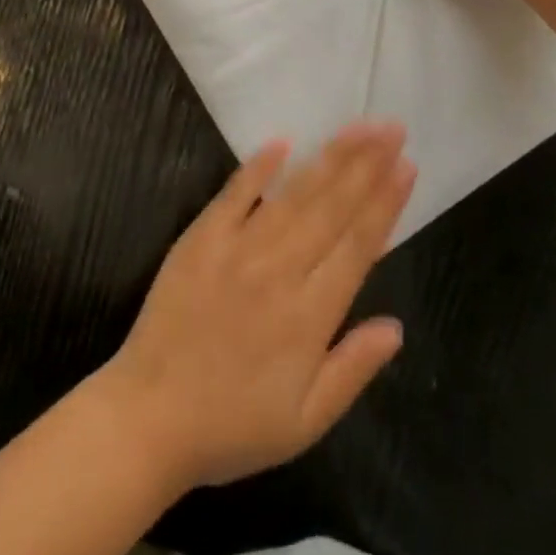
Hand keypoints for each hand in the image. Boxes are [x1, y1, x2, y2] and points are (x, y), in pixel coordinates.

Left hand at [94, 123, 414, 491]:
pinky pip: (234, 195)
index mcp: (309, 316)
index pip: (358, 246)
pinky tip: (282, 142)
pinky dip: (258, 167)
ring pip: (293, 195)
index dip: (385, 204)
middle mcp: (279, 271)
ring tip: (357, 128)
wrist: (149, 418)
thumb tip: (396, 326)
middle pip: (332, 208)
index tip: (406, 167)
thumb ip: (352, 370)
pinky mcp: (201, 239)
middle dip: (366, 165)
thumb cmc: (232, 426)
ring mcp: (237, 249)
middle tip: (392, 128)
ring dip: (328, 158)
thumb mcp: (304, 422)